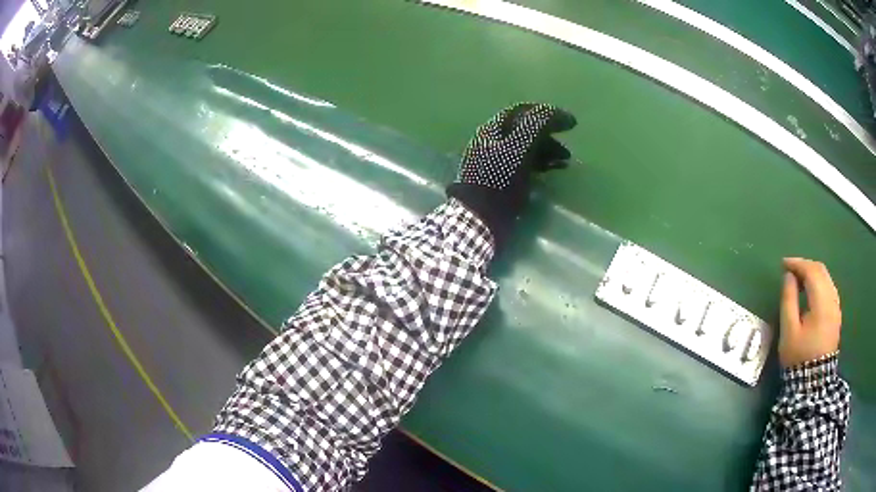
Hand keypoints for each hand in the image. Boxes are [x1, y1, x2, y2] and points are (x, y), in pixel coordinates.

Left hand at [447, 103, 575, 247]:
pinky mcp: (500, 181)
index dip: (546, 113)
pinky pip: (523, 166)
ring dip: (547, 151)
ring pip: (525, 149)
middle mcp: (491, 143)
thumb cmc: (499, 181)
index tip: (569, 123)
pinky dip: (540, 165)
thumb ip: (537, 126)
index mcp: (491, 131)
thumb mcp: (519, 148)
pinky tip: (551, 172)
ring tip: (565, 162)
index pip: (521, 112)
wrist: (480, 218)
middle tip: (568, 148)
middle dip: (549, 136)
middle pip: (524, 131)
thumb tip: (561, 114)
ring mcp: (494, 162)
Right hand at [779, 258, 841, 367]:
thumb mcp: (789, 331)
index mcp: (821, 303)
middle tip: (790, 270)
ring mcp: (836, 307)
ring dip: (812, 273)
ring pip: (826, 278)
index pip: (811, 271)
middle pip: (821, 271)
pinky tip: (811, 290)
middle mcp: (832, 299)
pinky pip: (829, 288)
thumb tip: (789, 276)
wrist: (813, 382)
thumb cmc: (799, 357)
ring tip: (799, 278)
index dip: (797, 264)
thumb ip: (788, 300)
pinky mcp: (836, 314)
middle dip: (805, 266)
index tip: (783, 264)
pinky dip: (819, 282)